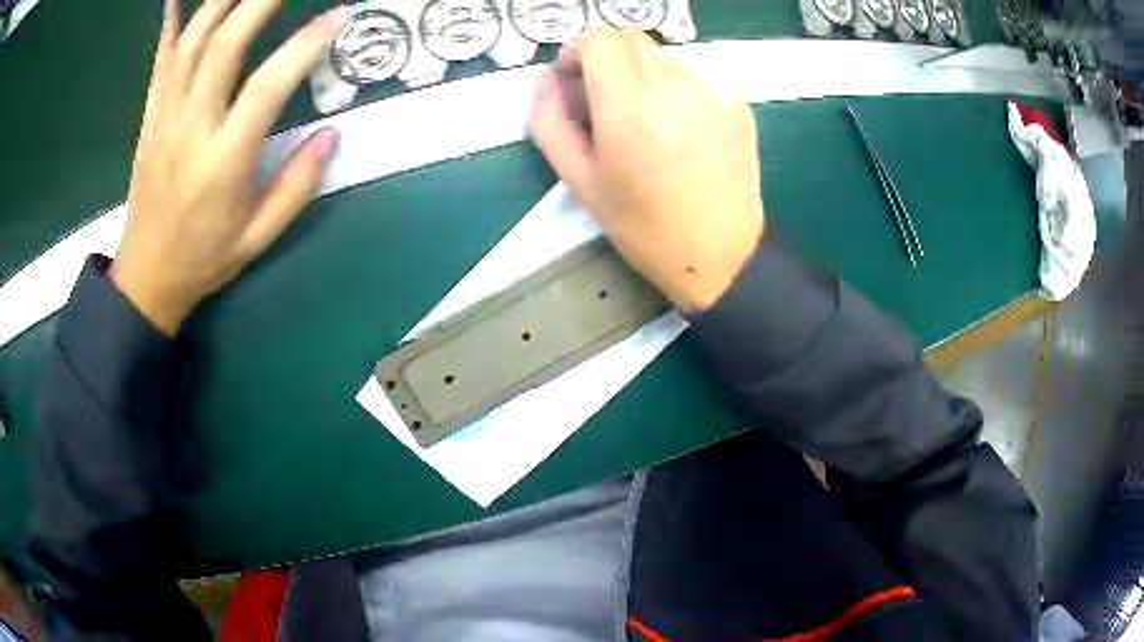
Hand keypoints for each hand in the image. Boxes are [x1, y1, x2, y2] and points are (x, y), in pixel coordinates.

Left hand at [110, 0, 348, 336]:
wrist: (146, 279)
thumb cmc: (204, 259)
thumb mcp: (259, 237)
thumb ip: (297, 185)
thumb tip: (333, 133)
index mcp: (222, 163)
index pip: (267, 87)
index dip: (305, 44)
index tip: (339, 14)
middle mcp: (189, 129)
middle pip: (222, 47)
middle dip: (259, 2)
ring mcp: (164, 119)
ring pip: (190, 44)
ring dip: (221, 3)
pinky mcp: (150, 119)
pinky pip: (160, 62)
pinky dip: (170, 25)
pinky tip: (176, 0)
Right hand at [529, 30, 763, 311]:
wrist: (720, 256)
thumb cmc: (643, 227)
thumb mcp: (580, 183)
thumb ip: (550, 124)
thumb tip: (546, 81)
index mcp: (627, 106)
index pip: (598, 38)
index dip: (578, 51)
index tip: (574, 78)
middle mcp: (673, 86)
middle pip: (631, 40)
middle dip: (608, 58)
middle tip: (604, 98)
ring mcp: (712, 92)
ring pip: (664, 58)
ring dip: (644, 76)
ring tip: (648, 123)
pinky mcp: (738, 105)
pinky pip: (696, 79)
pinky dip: (679, 92)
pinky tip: (683, 132)